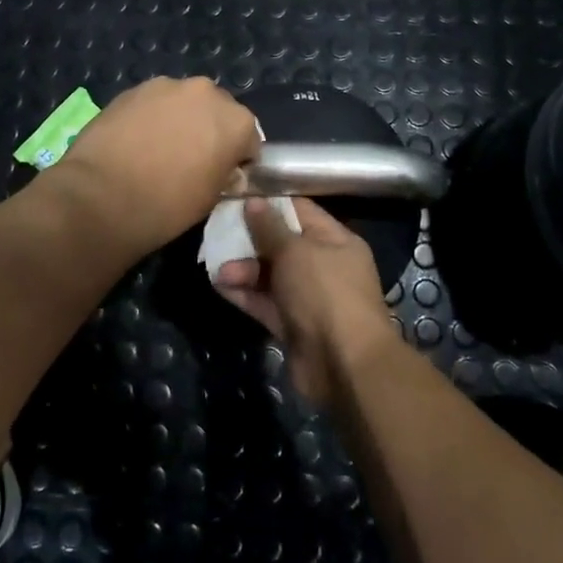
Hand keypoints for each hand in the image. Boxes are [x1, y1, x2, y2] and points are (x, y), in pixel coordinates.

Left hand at [48, 77, 261, 256]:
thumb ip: (224, 172)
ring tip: (158, 148)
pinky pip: (154, 102)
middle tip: (191, 159)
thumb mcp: (212, 198)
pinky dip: (151, 117)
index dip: (237, 159)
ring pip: (183, 102)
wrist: (102, 196)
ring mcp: (167, 86)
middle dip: (209, 130)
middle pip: (217, 110)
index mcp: (236, 120)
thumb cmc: (167, 206)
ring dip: (179, 119)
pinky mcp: (133, 89)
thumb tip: (220, 166)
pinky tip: (135, 141)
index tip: (223, 176)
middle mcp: (206, 92)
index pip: (249, 139)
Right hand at [213, 198, 395, 404]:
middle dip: (250, 240)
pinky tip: (219, 285)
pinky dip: (245, 293)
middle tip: (219, 234)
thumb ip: (270, 227)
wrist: (345, 366)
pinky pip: (265, 302)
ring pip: (270, 275)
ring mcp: (309, 298)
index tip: (237, 197)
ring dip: (243, 269)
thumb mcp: (295, 251)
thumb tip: (252, 201)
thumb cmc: (325, 293)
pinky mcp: (293, 325)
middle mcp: (324, 266)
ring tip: (218, 269)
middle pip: (282, 244)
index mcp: (336, 241)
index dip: (269, 203)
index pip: (300, 211)